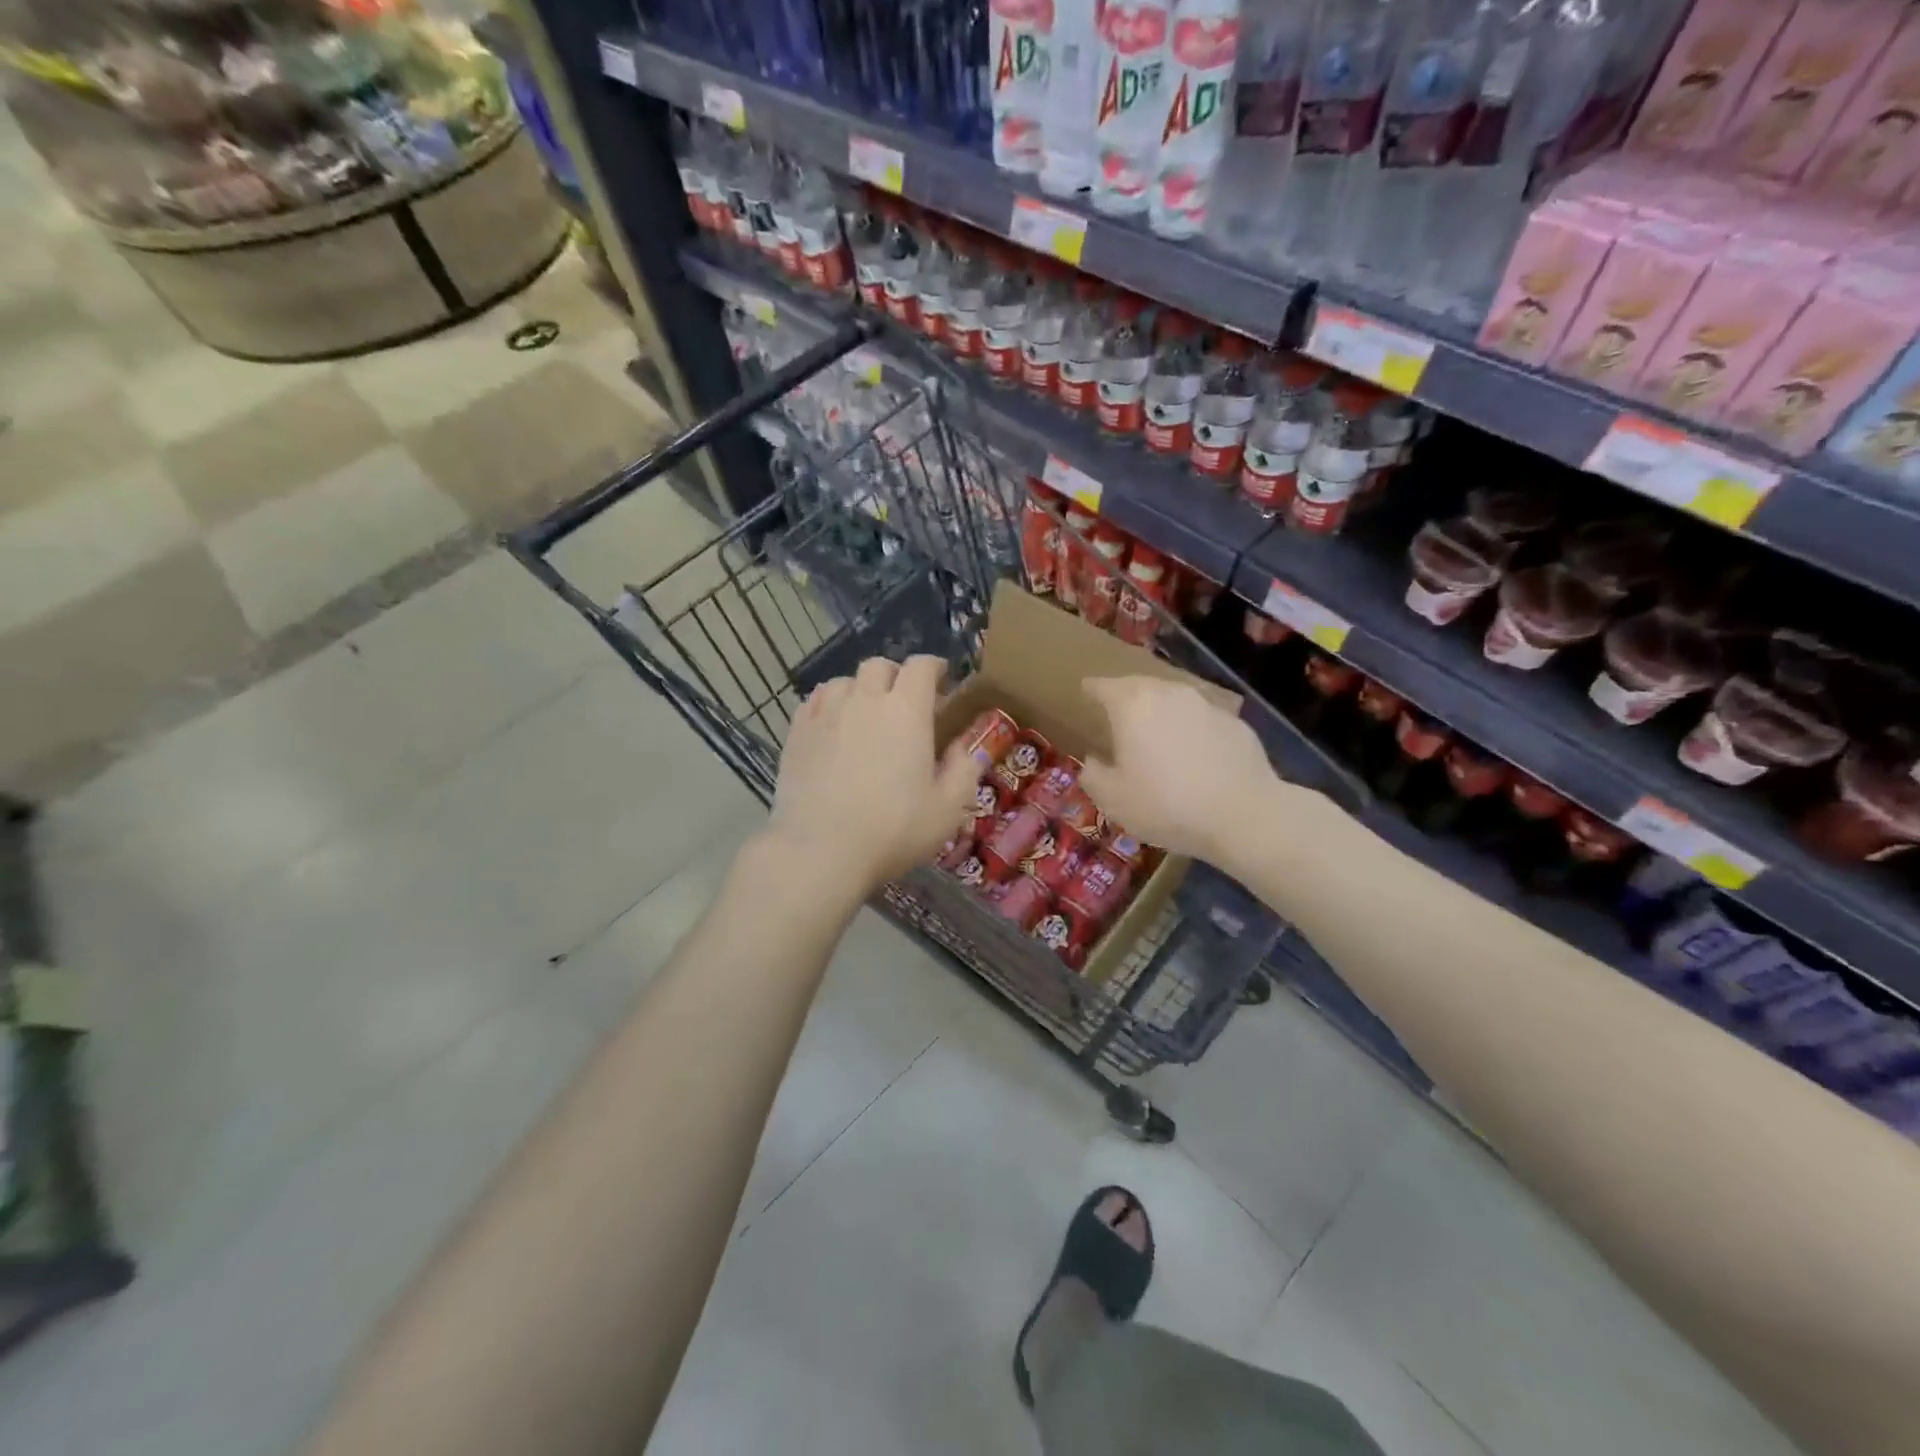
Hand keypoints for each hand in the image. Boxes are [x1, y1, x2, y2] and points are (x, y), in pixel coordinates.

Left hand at [766, 655, 983, 895]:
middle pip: (880, 665)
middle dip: (897, 676)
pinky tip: (833, 727)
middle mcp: (865, 700)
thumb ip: (963, 771)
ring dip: (861, 690)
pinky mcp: (797, 732)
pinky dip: (830, 704)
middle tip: (905, 702)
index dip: (935, 668)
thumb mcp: (947, 809)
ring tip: (866, 715)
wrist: (820, 850)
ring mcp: (825, 713)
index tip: (943, 682)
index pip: (922, 667)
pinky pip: (814, 701)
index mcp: (907, 711)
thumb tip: (965, 749)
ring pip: (844, 681)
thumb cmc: (893, 830)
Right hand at [1079, 676, 1296, 870]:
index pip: (1103, 686)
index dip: (1091, 689)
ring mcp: (1205, 705)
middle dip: (1126, 695)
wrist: (1243, 814)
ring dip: (1160, 709)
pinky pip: (1201, 718)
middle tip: (1116, 712)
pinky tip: (1192, 753)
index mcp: (1132, 705)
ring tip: (1154, 730)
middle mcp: (1168, 694)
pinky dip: (1190, 728)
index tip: (1085, 692)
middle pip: (1140, 685)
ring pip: (1173, 698)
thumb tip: (1093, 761)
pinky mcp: (1234, 722)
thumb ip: (1094, 775)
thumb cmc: (1166, 805)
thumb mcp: (1113, 800)